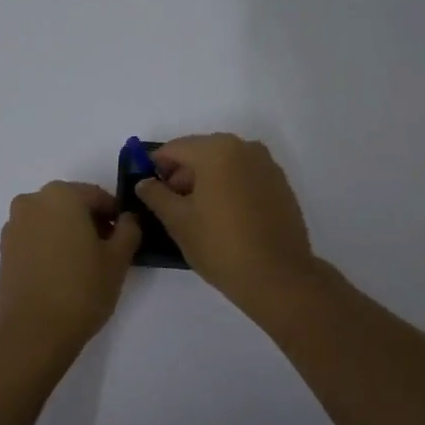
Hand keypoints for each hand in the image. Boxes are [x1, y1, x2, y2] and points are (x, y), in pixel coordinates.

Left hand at [0, 181, 140, 372]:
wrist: (30, 333)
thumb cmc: (80, 290)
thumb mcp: (118, 260)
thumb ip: (129, 230)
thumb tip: (127, 219)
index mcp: (62, 195)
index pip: (98, 196)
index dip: (116, 216)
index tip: (125, 239)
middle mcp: (32, 201)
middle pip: (72, 205)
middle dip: (91, 223)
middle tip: (107, 253)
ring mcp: (14, 225)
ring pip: (51, 221)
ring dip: (69, 234)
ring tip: (84, 266)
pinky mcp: (3, 249)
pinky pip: (35, 238)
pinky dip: (50, 247)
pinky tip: (62, 274)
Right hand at [133, 134, 320, 310]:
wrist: (277, 276)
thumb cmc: (220, 245)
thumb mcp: (178, 221)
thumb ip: (156, 195)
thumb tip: (144, 182)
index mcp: (217, 150)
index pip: (175, 148)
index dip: (156, 166)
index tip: (148, 188)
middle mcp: (245, 148)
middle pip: (202, 152)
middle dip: (183, 174)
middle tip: (171, 205)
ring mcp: (267, 165)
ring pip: (225, 163)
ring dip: (207, 180)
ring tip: (198, 214)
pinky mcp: (280, 184)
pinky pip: (245, 176)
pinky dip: (230, 187)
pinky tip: (224, 216)